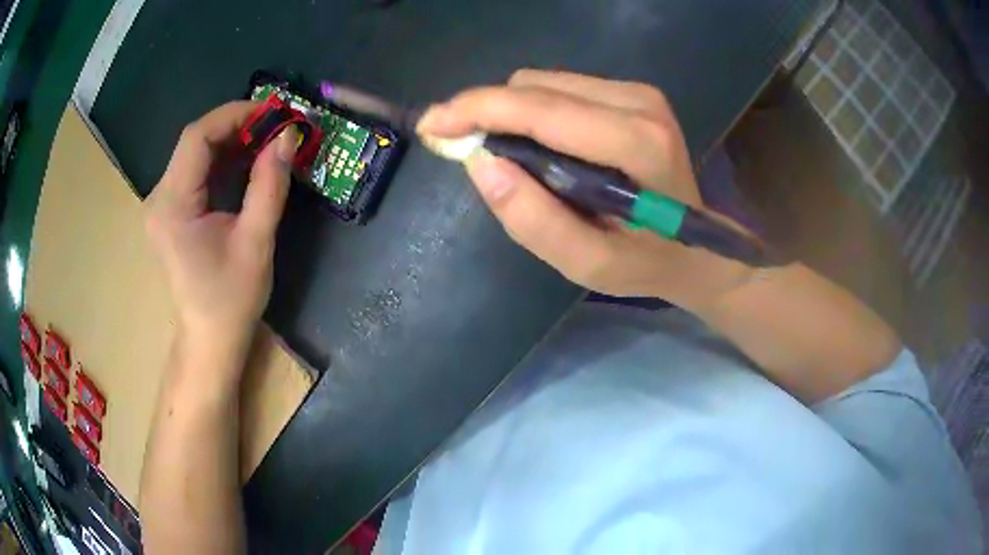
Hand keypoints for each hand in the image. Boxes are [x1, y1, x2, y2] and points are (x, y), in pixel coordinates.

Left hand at [146, 101, 297, 354]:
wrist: (208, 340)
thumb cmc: (230, 300)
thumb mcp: (256, 242)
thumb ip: (270, 185)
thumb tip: (288, 137)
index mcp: (173, 205)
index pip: (196, 137)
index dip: (234, 115)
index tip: (273, 111)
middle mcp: (159, 199)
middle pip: (194, 142)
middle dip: (236, 126)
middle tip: (275, 127)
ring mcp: (162, 206)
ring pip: (194, 154)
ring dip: (231, 142)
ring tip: (267, 142)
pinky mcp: (170, 212)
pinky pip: (194, 173)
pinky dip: (222, 161)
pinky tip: (246, 163)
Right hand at [417, 69, 753, 309]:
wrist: (699, 246)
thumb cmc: (647, 262)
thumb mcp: (589, 264)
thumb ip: (534, 220)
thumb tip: (480, 163)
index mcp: (638, 144)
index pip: (542, 109)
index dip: (478, 110)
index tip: (432, 124)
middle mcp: (639, 102)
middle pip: (536, 87)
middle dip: (490, 114)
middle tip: (465, 149)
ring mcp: (638, 92)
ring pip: (544, 83)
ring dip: (513, 115)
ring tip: (516, 160)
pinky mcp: (633, 92)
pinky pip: (560, 88)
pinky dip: (535, 113)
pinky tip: (543, 147)